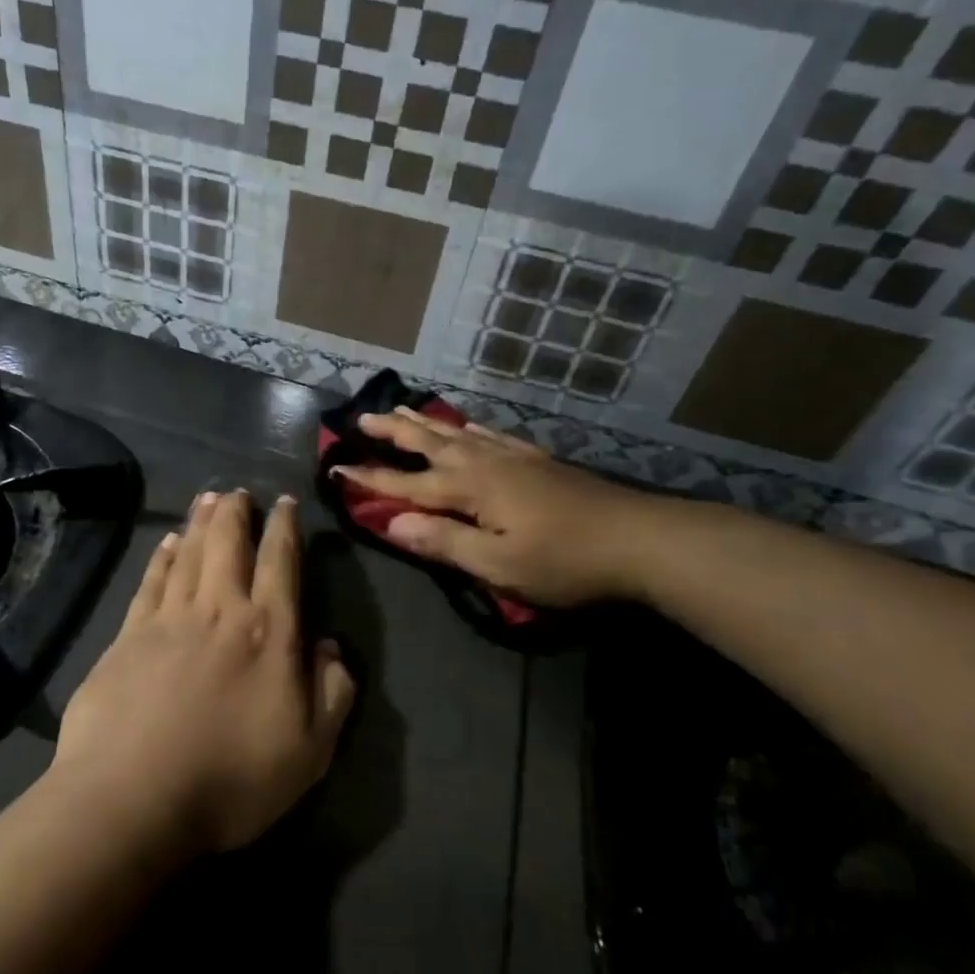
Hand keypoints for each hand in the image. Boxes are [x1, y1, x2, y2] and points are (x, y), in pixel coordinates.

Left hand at [52, 490, 356, 856]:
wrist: (133, 797)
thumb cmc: (232, 778)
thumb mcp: (310, 751)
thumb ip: (332, 693)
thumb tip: (330, 647)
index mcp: (269, 631)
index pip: (281, 562)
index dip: (285, 528)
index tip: (285, 503)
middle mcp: (221, 609)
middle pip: (228, 543)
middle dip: (236, 512)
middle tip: (238, 491)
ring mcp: (170, 618)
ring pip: (188, 552)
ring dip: (200, 522)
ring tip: (207, 498)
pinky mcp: (128, 635)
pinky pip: (150, 581)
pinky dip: (161, 556)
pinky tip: (165, 542)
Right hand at [332, 409, 660, 607]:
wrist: (638, 538)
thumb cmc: (564, 561)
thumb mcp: (498, 564)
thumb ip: (444, 542)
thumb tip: (392, 523)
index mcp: (469, 490)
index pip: (406, 485)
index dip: (370, 479)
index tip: (336, 467)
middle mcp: (484, 463)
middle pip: (428, 443)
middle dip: (393, 431)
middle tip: (362, 416)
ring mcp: (512, 457)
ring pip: (456, 432)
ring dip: (424, 422)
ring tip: (400, 409)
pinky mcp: (536, 459)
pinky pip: (489, 434)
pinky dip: (467, 427)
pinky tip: (465, 426)